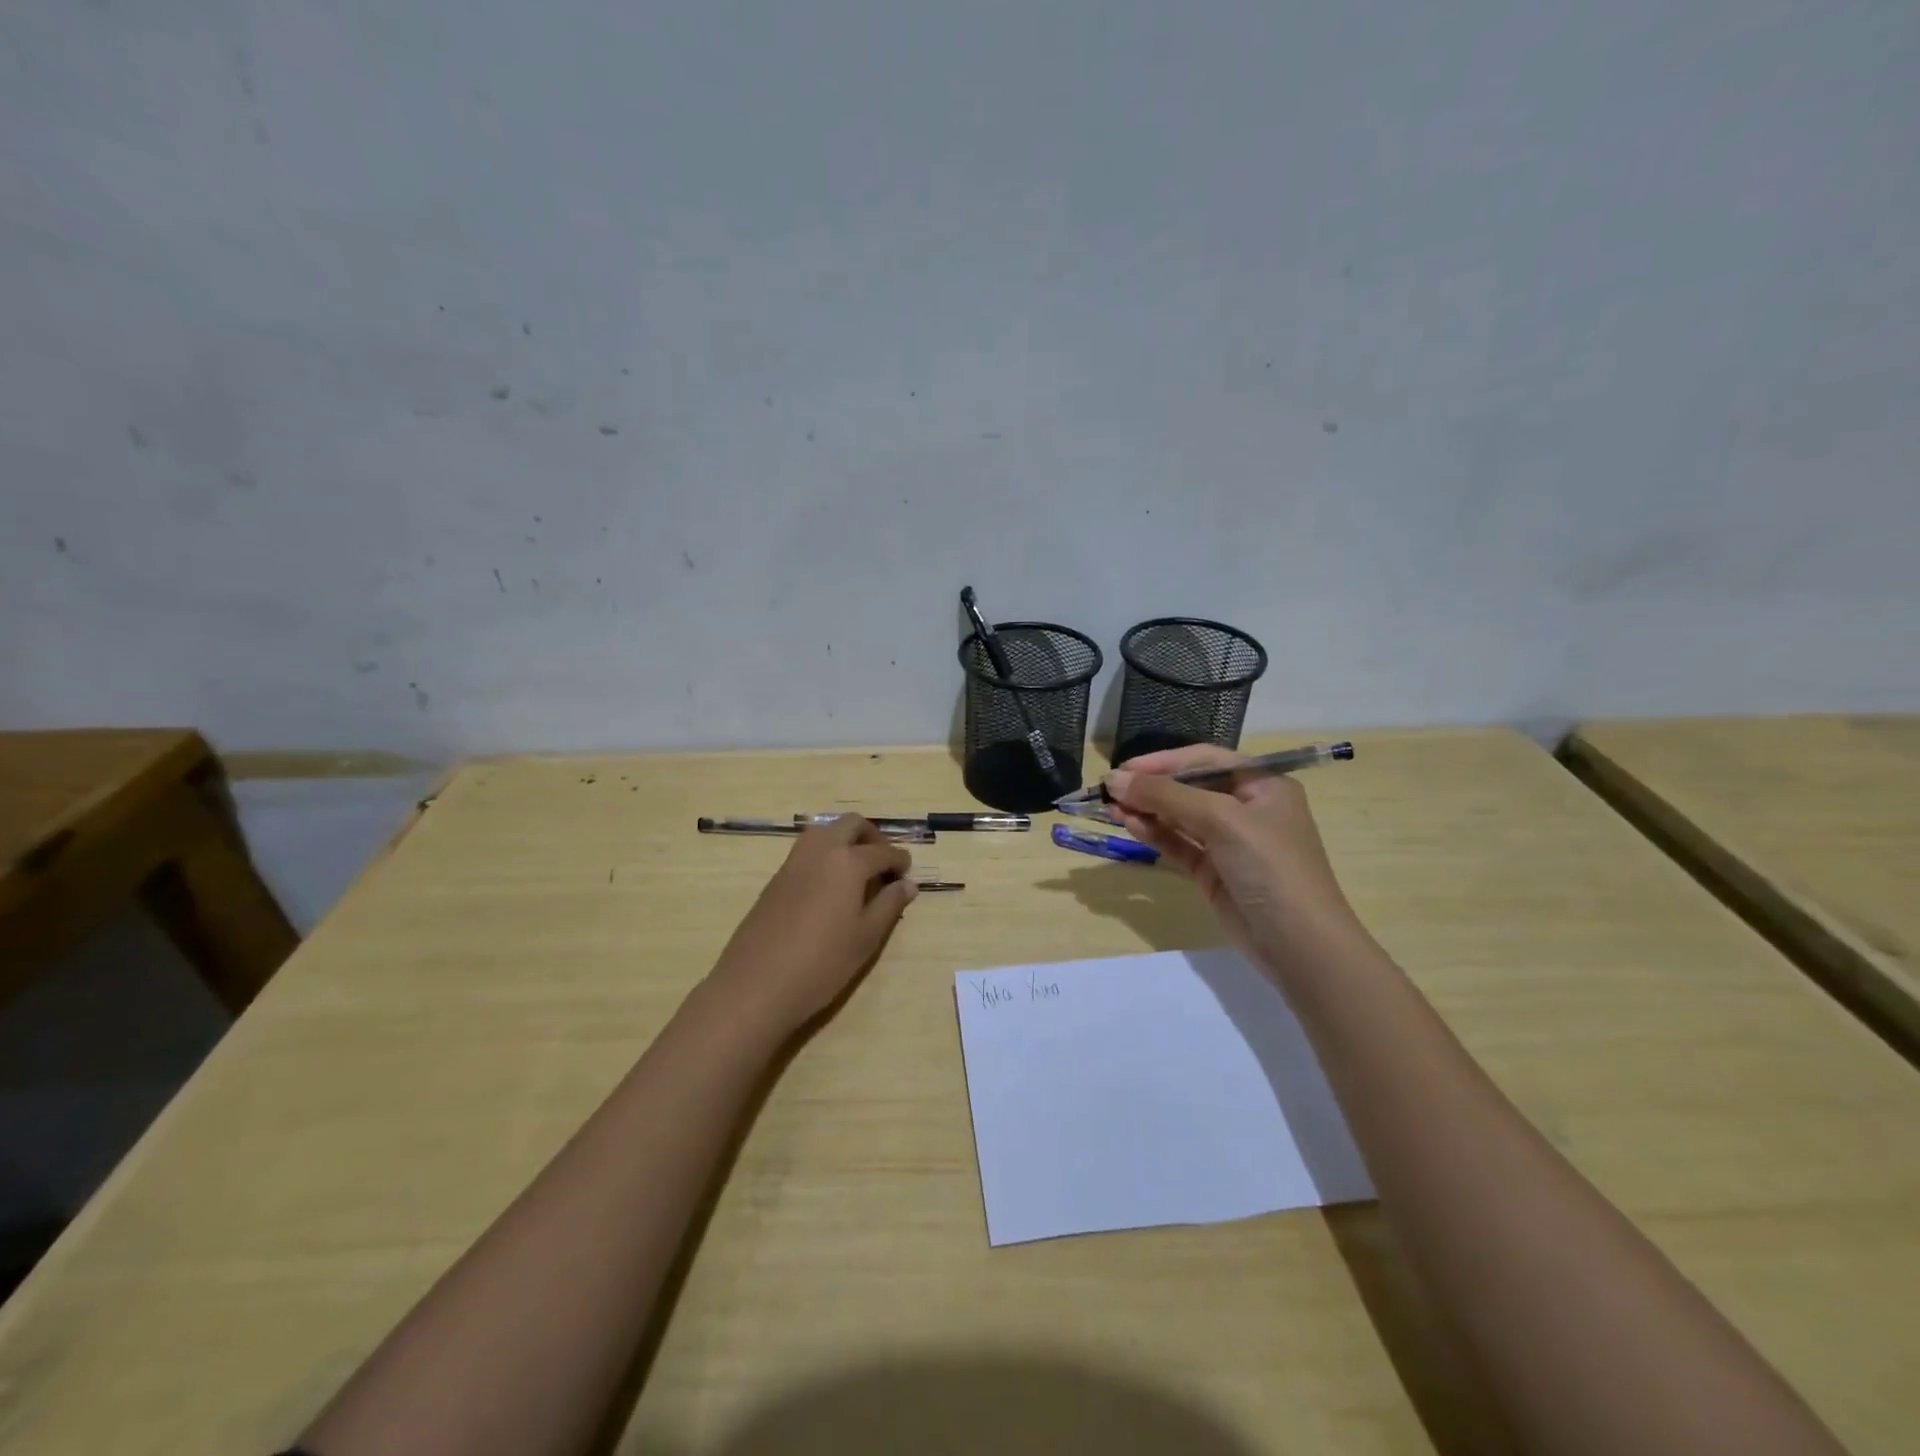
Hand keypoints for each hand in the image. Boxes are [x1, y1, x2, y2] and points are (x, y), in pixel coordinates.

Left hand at [705, 815, 916, 1035]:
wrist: (756, 984)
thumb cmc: (822, 963)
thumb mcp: (866, 938)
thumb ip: (889, 905)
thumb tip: (907, 884)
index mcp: (848, 862)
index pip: (882, 851)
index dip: (899, 860)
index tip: (907, 873)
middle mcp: (820, 851)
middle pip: (851, 824)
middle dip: (872, 836)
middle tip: (883, 864)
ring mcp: (793, 862)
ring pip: (825, 832)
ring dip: (845, 841)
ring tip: (857, 873)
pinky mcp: (776, 878)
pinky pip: (807, 851)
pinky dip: (825, 855)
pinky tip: (830, 888)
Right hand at [1106, 746, 1366, 979]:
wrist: (1299, 945)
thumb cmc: (1270, 866)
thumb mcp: (1222, 820)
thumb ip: (1166, 796)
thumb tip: (1113, 780)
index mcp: (1263, 784)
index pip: (1206, 759)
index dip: (1163, 761)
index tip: (1123, 769)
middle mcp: (1247, 808)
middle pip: (1190, 787)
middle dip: (1151, 787)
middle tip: (1109, 790)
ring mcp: (1229, 843)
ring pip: (1180, 817)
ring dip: (1147, 810)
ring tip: (1111, 808)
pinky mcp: (1213, 872)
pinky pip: (1178, 844)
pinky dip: (1154, 834)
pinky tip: (1130, 826)